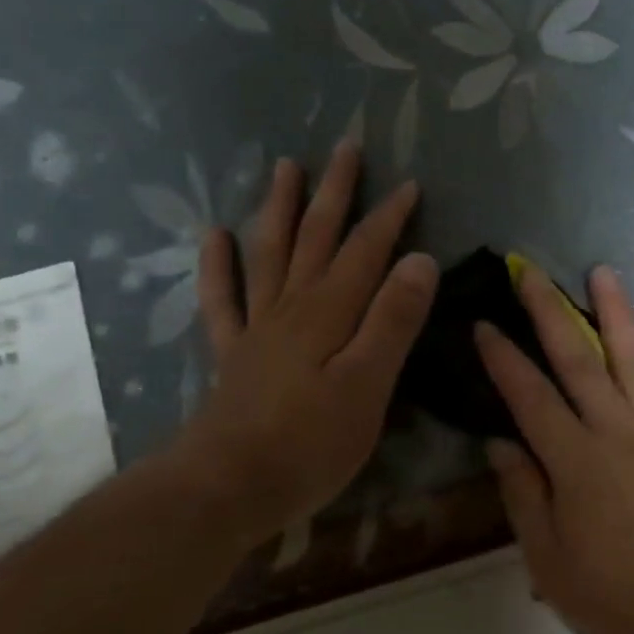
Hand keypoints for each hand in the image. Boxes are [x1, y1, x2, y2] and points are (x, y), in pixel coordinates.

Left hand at [171, 144, 438, 544]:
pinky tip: (215, 235)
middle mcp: (293, 306)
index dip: (389, 217)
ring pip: (270, 253)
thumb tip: (419, 260)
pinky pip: (223, 298)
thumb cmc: (311, 442)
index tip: (409, 184)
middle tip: (346, 148)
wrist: (228, 486)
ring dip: (280, 208)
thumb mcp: (369, 384)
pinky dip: (218, 264)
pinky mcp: (234, 353)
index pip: (366, 251)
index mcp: (330, 312)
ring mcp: (259, 327)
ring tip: (286, 168)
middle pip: (316, 237)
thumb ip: (393, 320)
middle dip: (335, 192)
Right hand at [475, 264, 633, 633]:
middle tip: (530, 272)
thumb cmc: (618, 602)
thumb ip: (523, 497)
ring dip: (614, 311)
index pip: (529, 397)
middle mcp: (618, 432)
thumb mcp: (551, 563)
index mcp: (575, 463)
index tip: (484, 324)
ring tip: (600, 272)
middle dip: (549, 312)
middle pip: (578, 360)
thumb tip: (498, 443)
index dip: (503, 358)